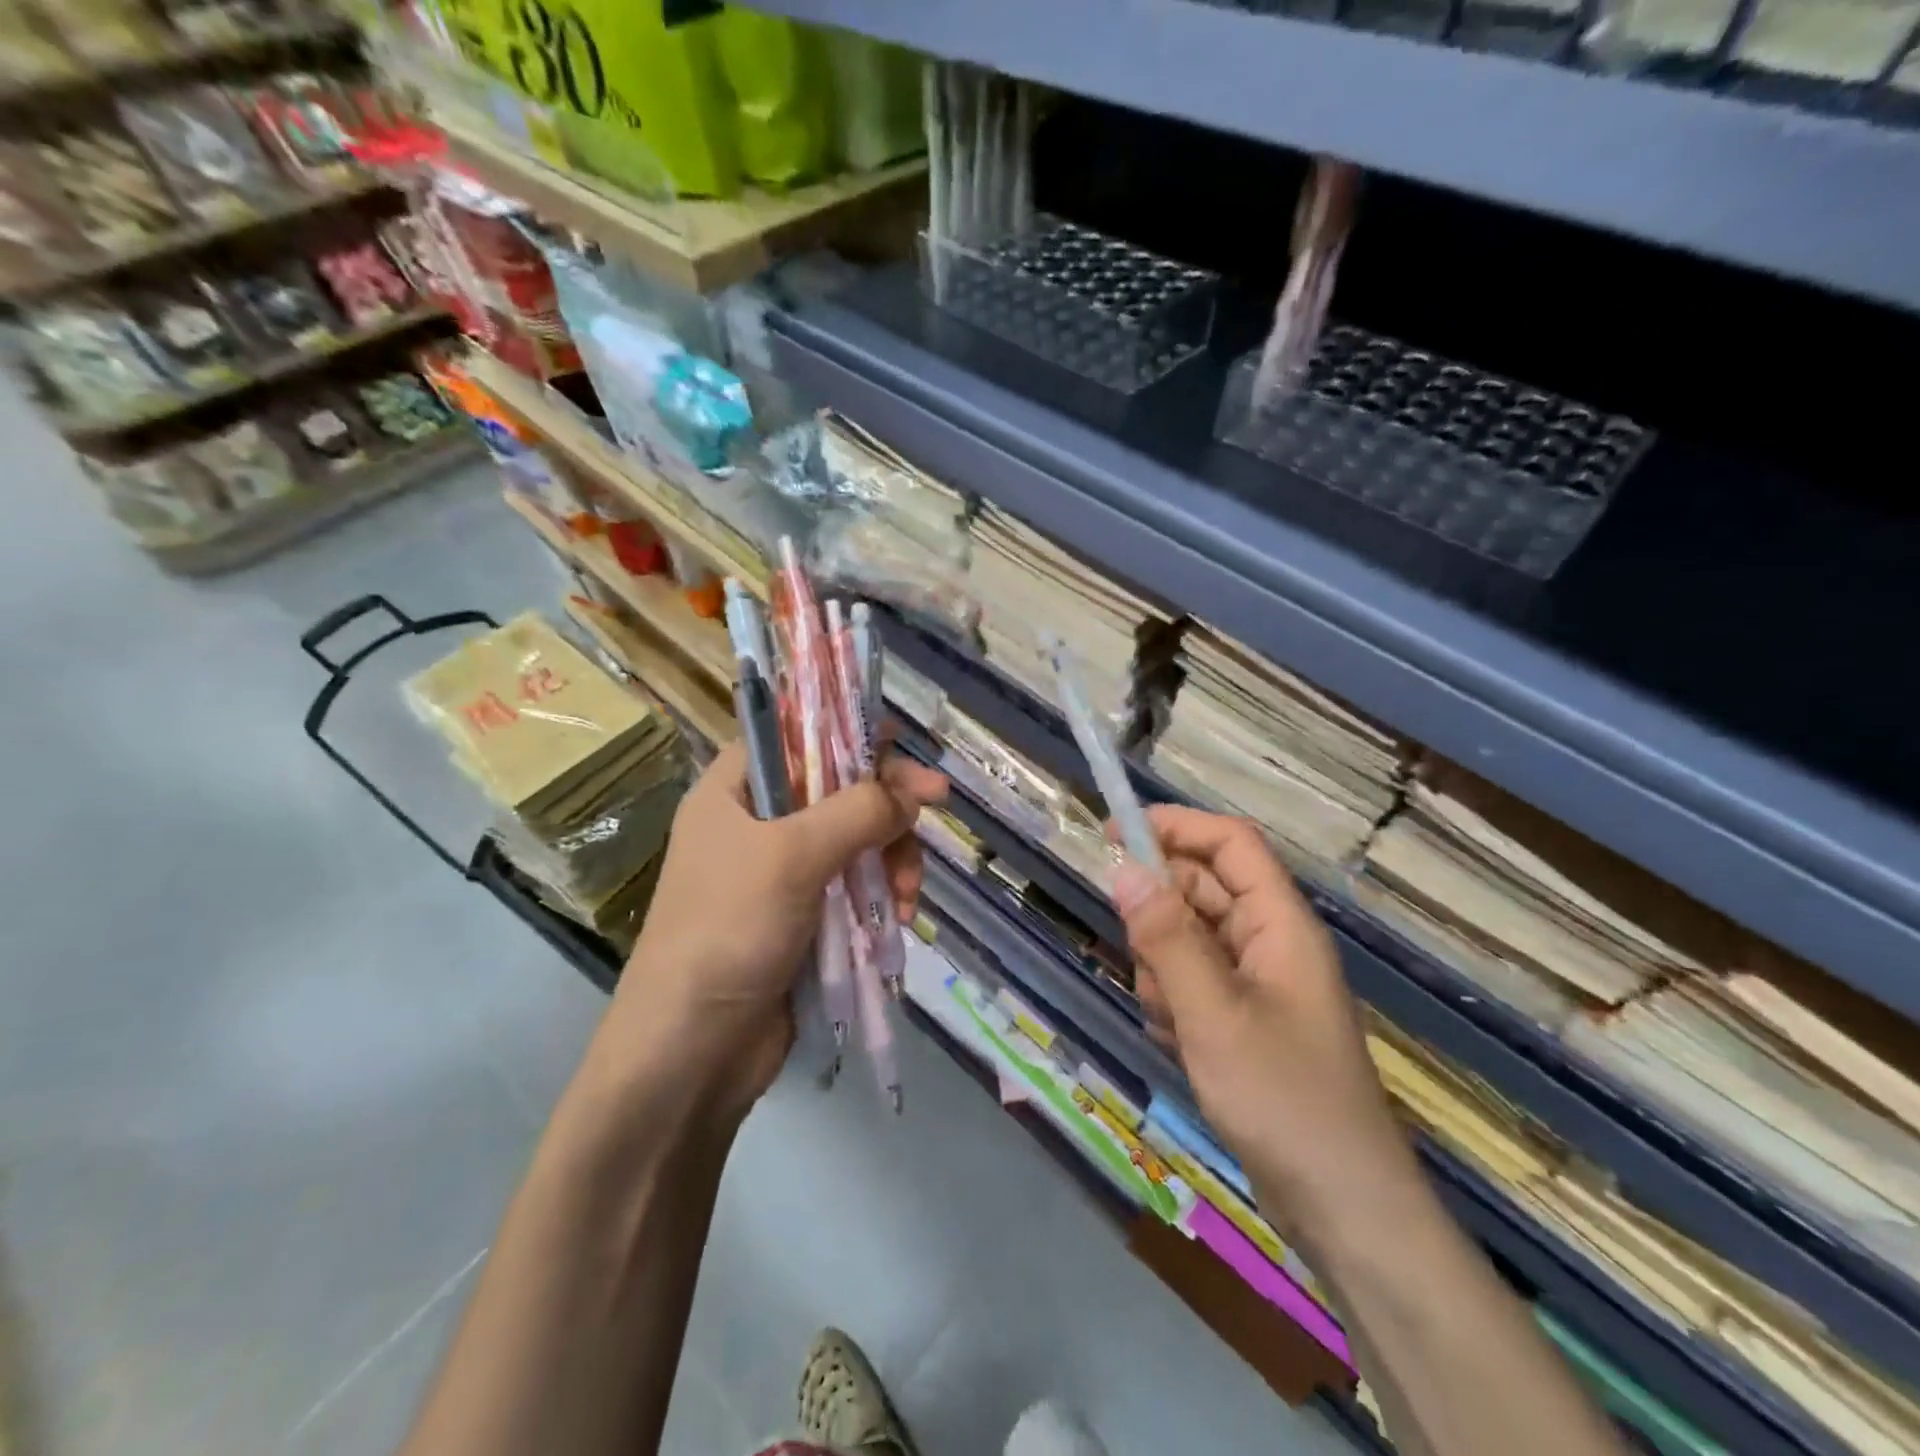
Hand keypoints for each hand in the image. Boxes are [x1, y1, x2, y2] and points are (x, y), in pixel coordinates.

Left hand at [597, 742, 947, 1120]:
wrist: (691, 1051)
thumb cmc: (729, 930)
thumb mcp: (793, 856)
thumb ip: (858, 811)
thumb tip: (916, 790)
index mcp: (734, 791)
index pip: (795, 735)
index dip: (846, 731)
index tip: (900, 742)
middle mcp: (758, 823)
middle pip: (838, 789)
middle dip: (887, 805)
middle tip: (936, 807)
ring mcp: (782, 874)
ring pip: (857, 841)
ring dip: (893, 859)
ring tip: (908, 895)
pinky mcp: (805, 918)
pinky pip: (856, 887)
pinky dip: (882, 896)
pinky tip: (899, 920)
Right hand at [1111, 806, 1416, 1234]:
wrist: (1344, 1211)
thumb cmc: (1283, 1100)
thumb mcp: (1212, 1014)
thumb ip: (1166, 938)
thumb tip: (1122, 869)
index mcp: (1280, 924)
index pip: (1230, 843)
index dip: (1175, 826)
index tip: (1113, 831)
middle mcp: (1270, 943)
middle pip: (1203, 890)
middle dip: (1160, 913)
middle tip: (1136, 953)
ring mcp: (1257, 984)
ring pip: (1189, 939)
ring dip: (1162, 966)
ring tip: (1168, 1017)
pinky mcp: (1243, 1021)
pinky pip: (1192, 983)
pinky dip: (1172, 1001)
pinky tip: (1175, 1041)